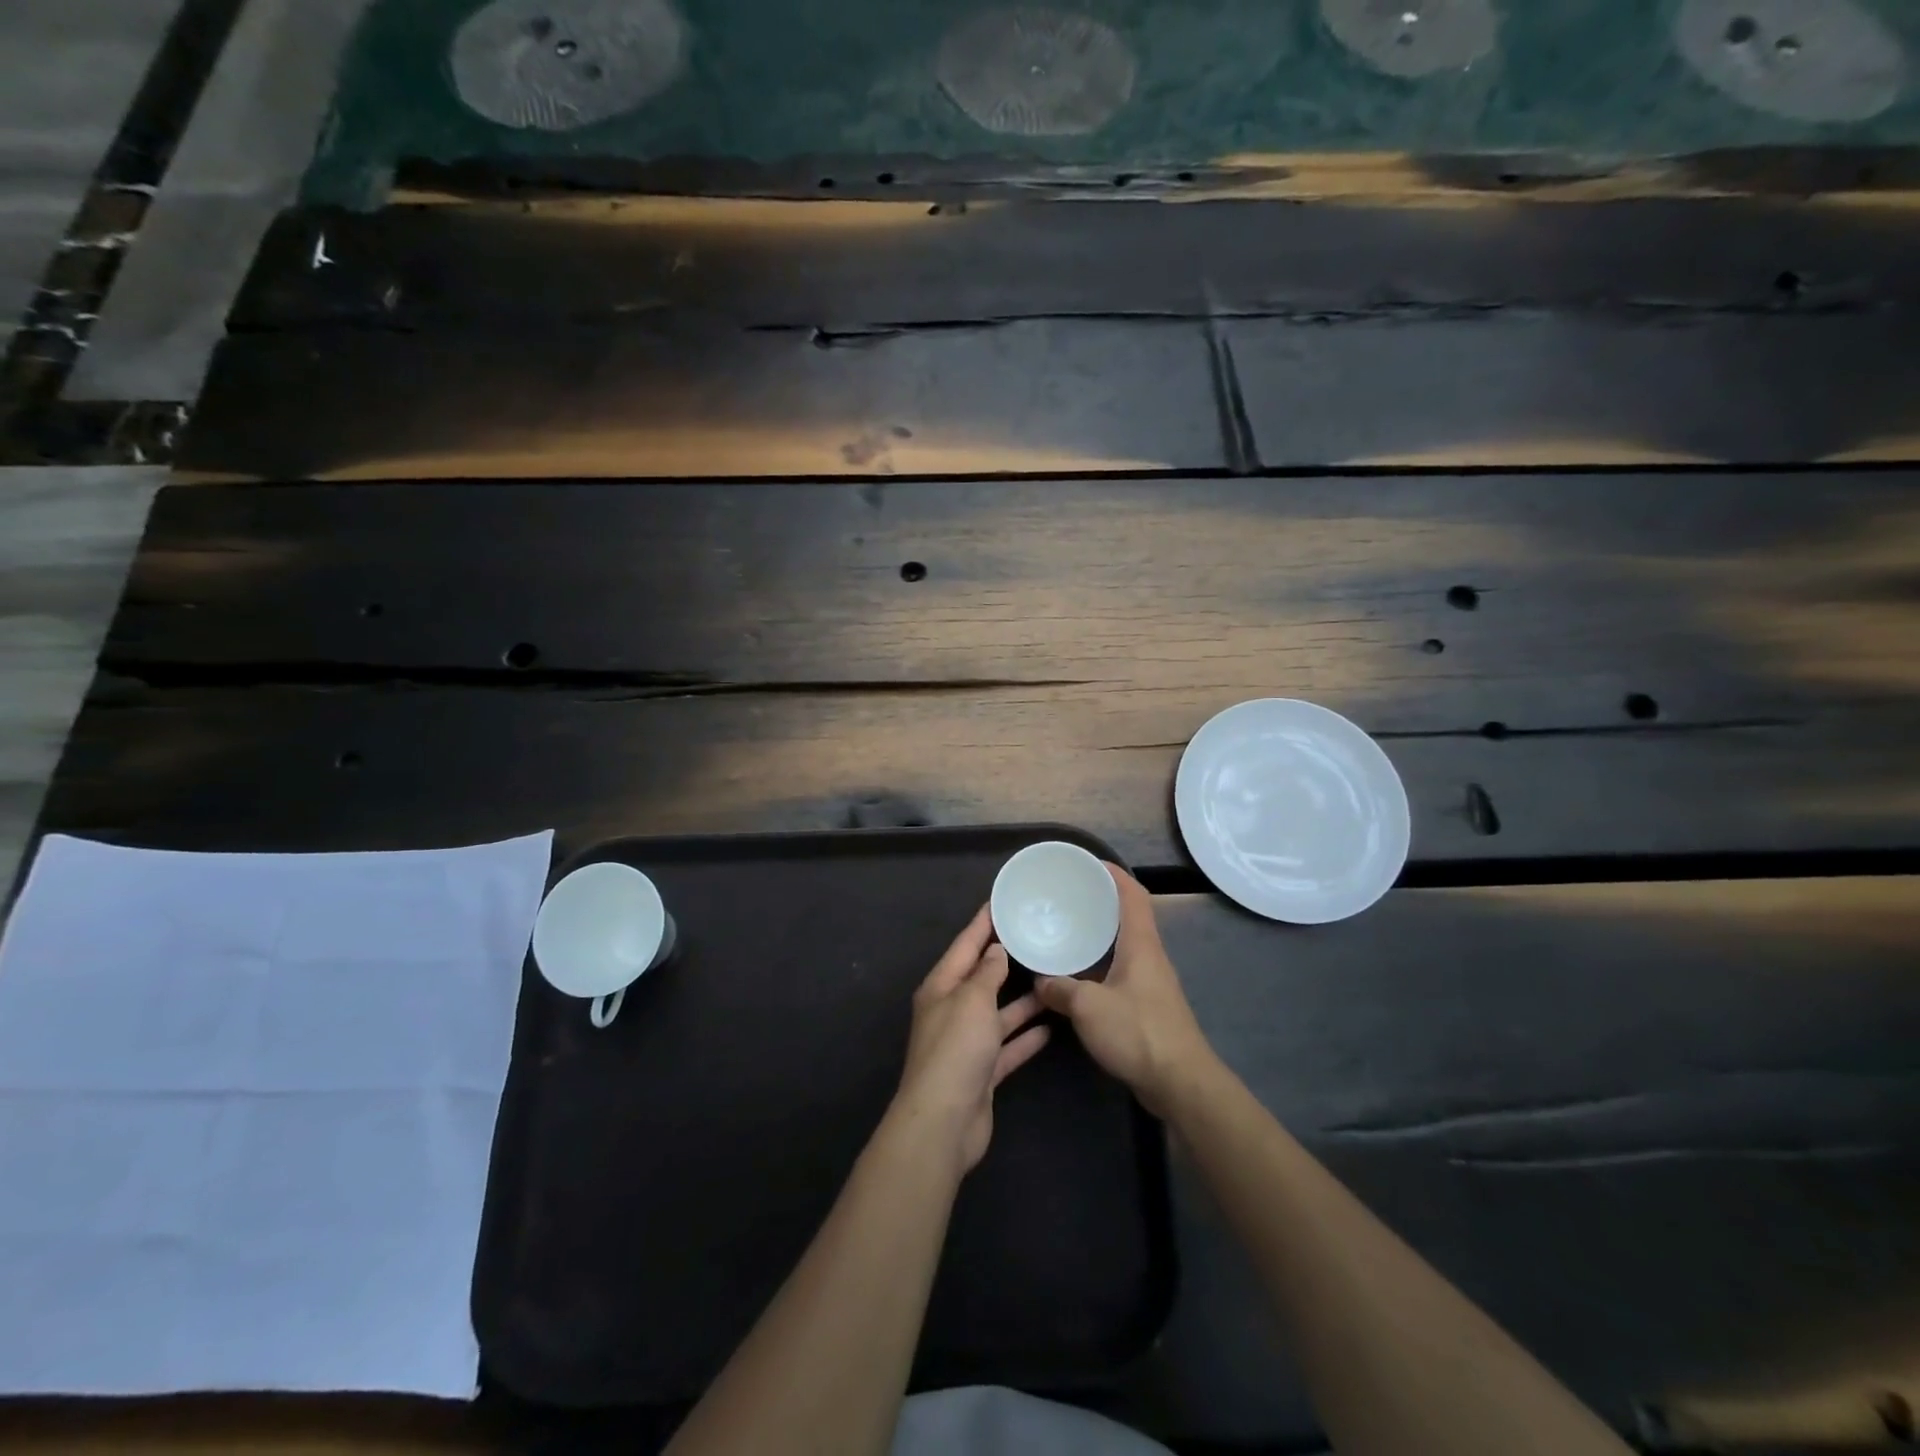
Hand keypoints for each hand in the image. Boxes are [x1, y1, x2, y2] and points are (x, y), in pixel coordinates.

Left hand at [891, 905, 1050, 1173]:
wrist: (944, 1122)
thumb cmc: (955, 1050)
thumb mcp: (972, 1000)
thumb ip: (987, 973)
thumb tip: (995, 950)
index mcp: (941, 987)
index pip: (964, 945)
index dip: (982, 923)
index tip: (1001, 902)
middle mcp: (952, 1010)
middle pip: (982, 977)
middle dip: (1005, 959)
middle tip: (1036, 937)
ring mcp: (967, 1043)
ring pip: (999, 1013)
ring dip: (1023, 1000)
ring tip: (1053, 979)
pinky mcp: (983, 1071)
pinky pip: (1008, 1046)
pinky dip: (1026, 1037)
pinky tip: (1051, 1027)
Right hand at [1033, 865, 1214, 1116]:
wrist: (1180, 1083)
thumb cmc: (1138, 1033)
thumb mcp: (1088, 1007)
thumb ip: (1060, 990)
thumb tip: (1039, 981)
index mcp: (1141, 944)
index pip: (1133, 894)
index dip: (1113, 873)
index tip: (1087, 863)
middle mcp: (1150, 956)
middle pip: (1128, 916)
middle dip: (1100, 902)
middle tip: (1068, 897)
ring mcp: (1151, 982)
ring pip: (1123, 946)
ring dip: (1099, 935)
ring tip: (1067, 931)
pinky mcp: (1148, 1006)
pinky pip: (1120, 971)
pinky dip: (1099, 964)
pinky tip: (1077, 976)